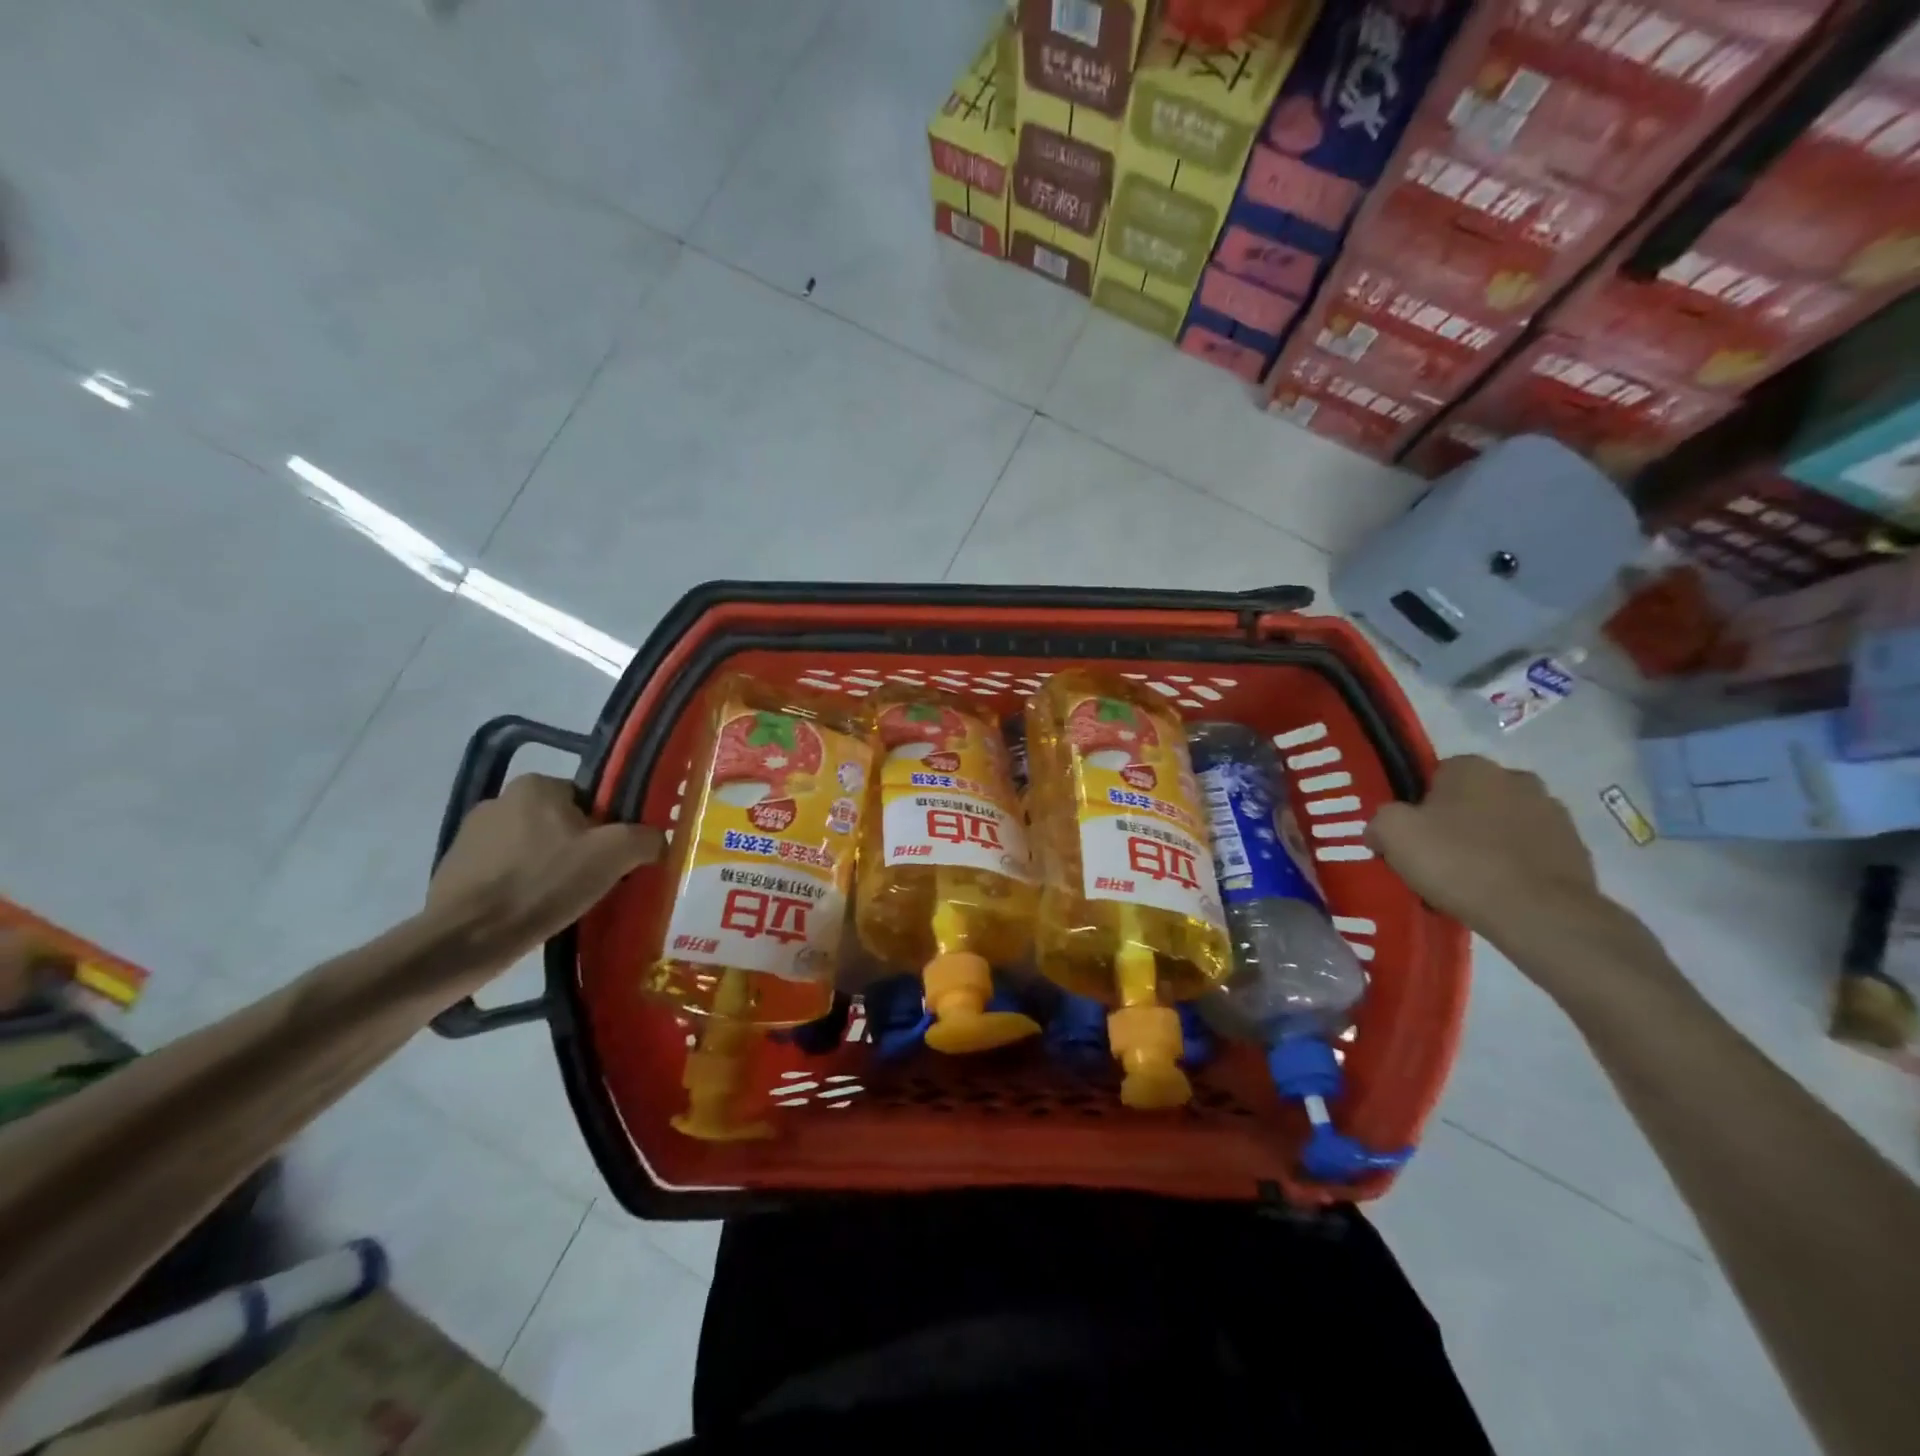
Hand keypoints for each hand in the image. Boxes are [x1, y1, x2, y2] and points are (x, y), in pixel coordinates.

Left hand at [427, 774, 663, 971]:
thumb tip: (656, 841)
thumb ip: (646, 838)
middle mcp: (499, 799)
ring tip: (557, 903)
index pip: (587, 800)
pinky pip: (501, 872)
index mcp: (536, 785)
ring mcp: (469, 834)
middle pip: (558, 823)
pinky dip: (517, 887)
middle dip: (574, 849)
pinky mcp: (452, 869)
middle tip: (589, 883)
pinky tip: (527, 912)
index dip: (605, 830)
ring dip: (544, 868)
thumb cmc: (544, 883)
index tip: (608, 861)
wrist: (467, 938)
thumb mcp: (614, 855)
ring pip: (529, 848)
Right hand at [1367, 755, 1602, 944]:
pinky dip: (1514, 865)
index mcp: (1472, 766)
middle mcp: (1516, 778)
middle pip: (1471, 799)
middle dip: (1455, 821)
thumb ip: (1380, 820)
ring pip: (1503, 824)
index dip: (1418, 806)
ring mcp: (1553, 813)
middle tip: (1436, 857)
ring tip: (1468, 879)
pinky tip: (1498, 891)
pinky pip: (1530, 851)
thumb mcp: (1393, 834)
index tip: (1411, 836)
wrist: (1538, 913)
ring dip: (1487, 842)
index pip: (1434, 776)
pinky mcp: (1576, 849)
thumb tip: (1380, 830)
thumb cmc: (1458, 862)